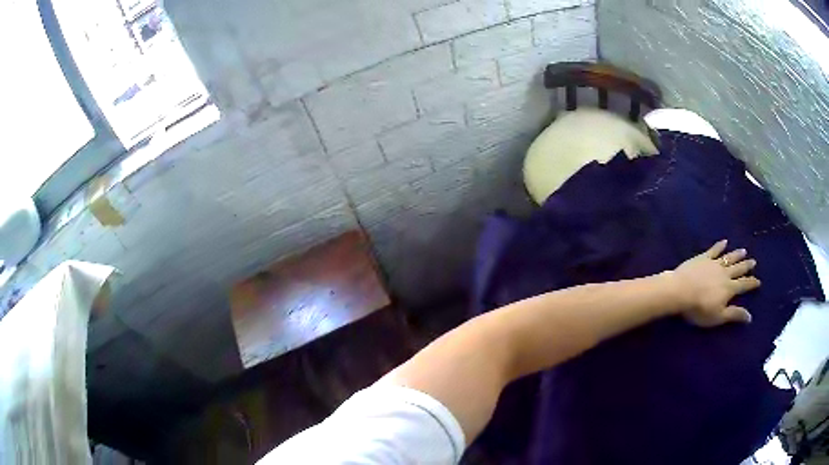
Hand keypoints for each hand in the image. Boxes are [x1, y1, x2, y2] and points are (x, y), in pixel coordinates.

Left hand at [669, 240, 760, 326]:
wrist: (681, 290)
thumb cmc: (699, 308)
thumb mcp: (718, 316)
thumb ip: (734, 314)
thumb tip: (750, 317)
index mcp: (729, 288)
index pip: (744, 285)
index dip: (752, 283)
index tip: (759, 281)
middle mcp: (725, 273)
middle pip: (738, 268)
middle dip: (747, 266)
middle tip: (754, 261)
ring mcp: (714, 263)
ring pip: (729, 257)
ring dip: (737, 254)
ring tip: (744, 251)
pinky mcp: (703, 257)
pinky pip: (714, 249)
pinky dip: (720, 245)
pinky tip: (724, 241)